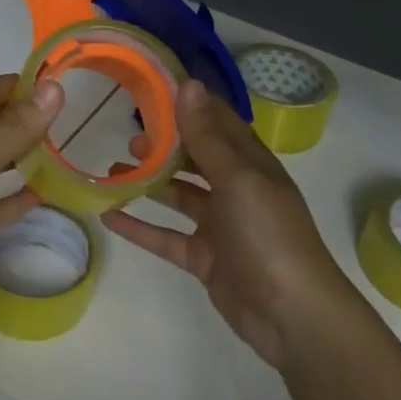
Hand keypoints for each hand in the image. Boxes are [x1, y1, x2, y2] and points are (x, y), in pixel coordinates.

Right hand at [102, 78, 348, 368]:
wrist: (292, 315)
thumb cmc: (269, 236)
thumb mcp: (238, 179)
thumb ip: (208, 136)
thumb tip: (188, 84)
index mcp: (250, 163)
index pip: (217, 122)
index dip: (188, 104)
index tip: (152, 88)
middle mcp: (235, 188)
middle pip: (194, 157)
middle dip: (164, 144)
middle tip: (127, 134)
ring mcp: (219, 225)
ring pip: (177, 195)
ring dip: (148, 181)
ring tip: (113, 167)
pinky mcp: (204, 257)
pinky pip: (165, 236)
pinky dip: (140, 226)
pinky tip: (108, 215)